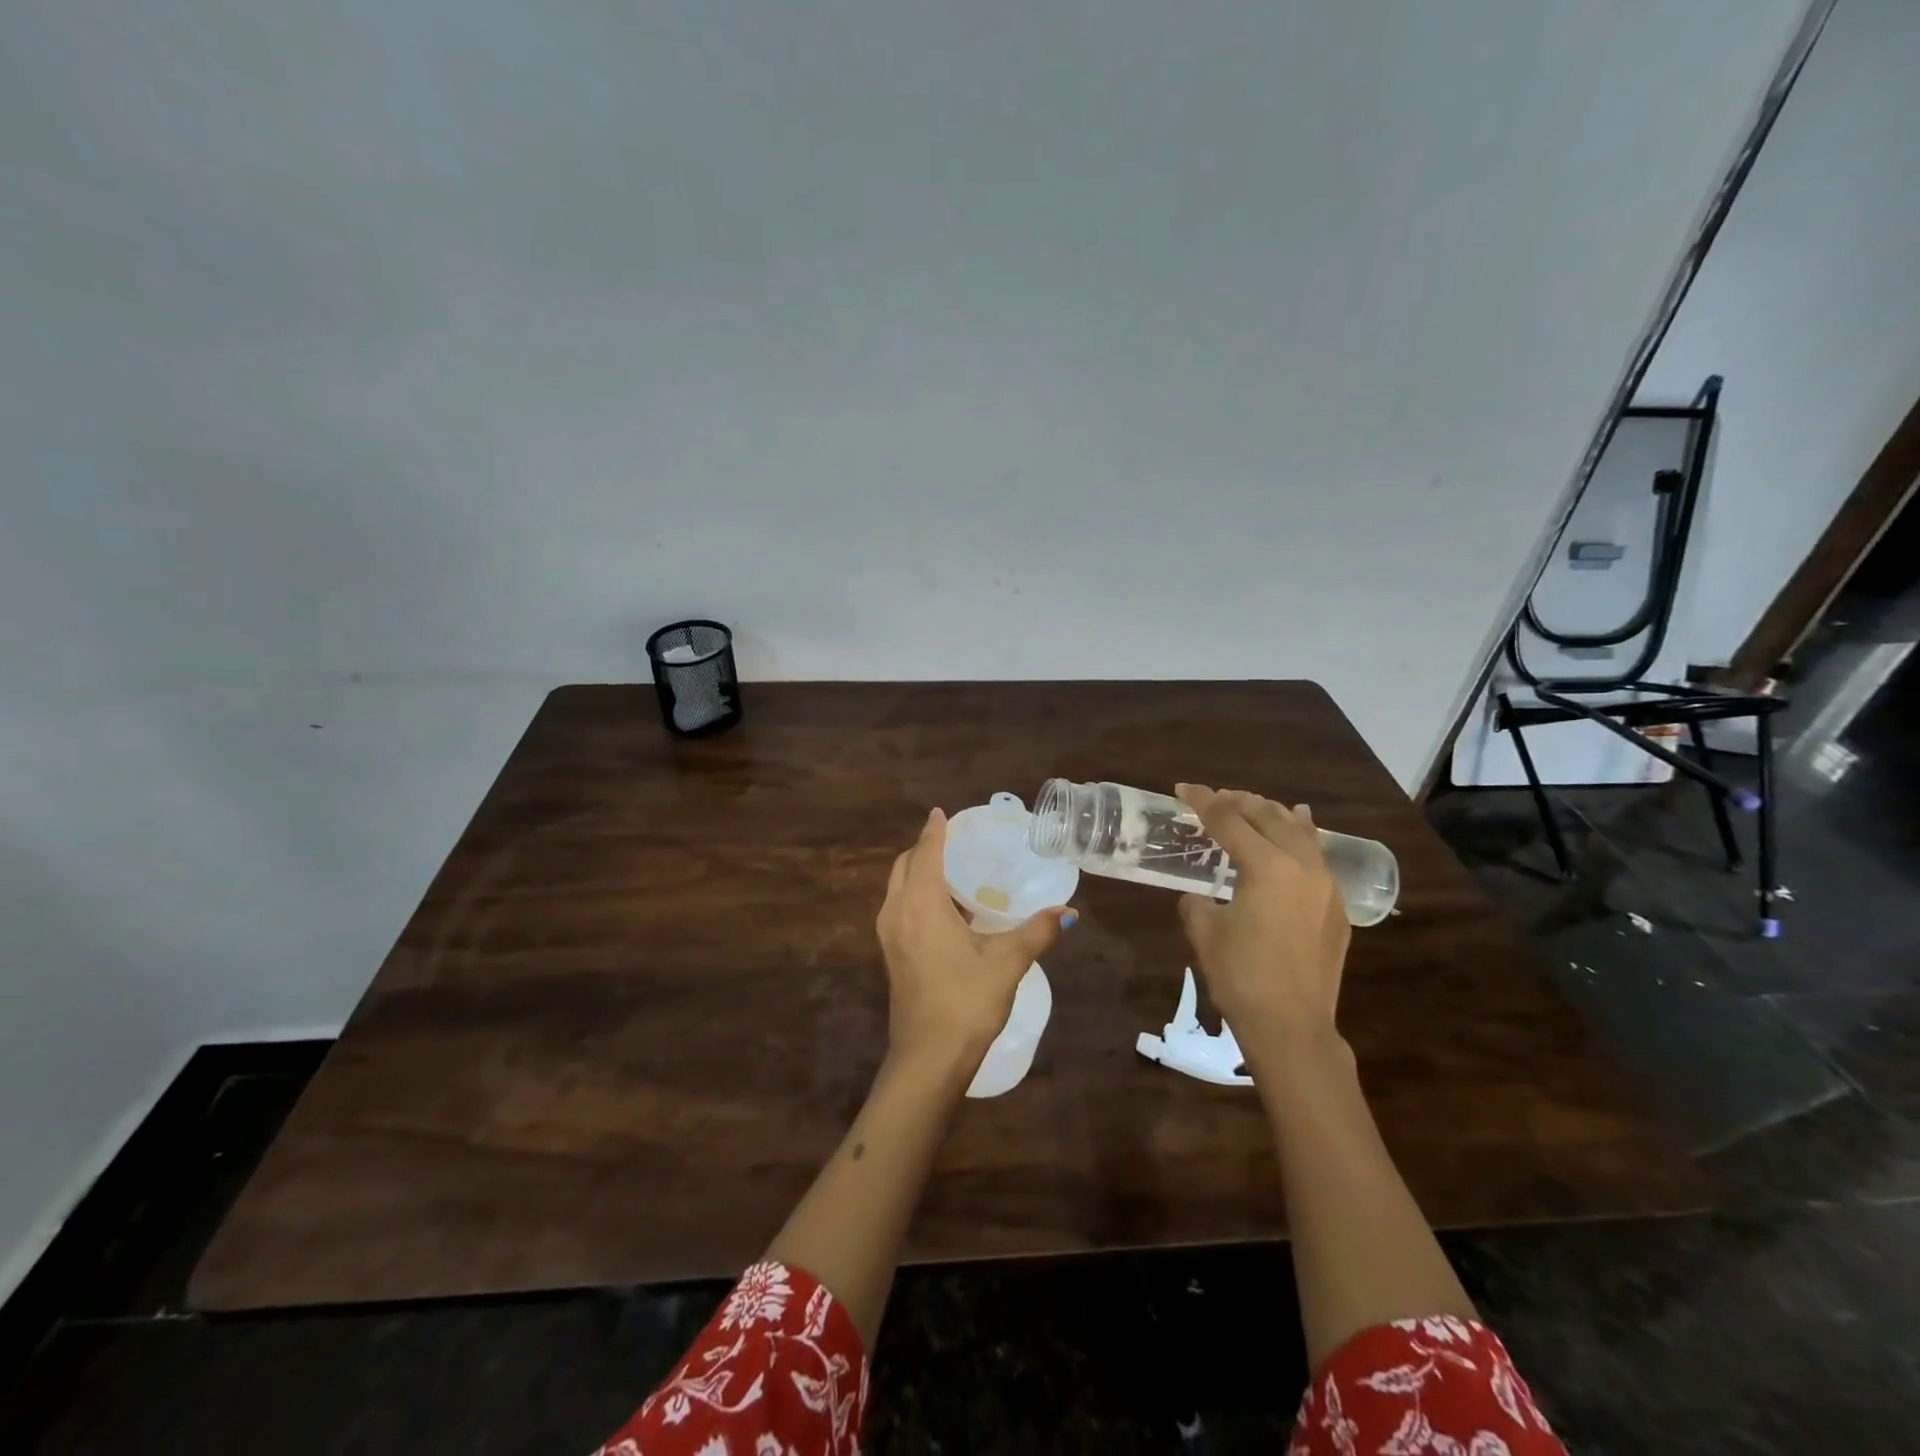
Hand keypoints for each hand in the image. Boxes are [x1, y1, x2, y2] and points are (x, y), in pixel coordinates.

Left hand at [875, 808, 1074, 1079]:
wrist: (927, 1059)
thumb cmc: (965, 1001)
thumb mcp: (1007, 962)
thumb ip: (1036, 932)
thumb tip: (1067, 911)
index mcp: (920, 904)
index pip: (925, 853)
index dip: (934, 831)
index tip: (941, 813)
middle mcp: (897, 912)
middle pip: (904, 866)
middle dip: (923, 849)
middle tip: (953, 842)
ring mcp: (889, 936)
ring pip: (898, 889)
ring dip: (918, 874)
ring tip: (953, 872)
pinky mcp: (891, 956)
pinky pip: (899, 909)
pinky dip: (916, 896)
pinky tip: (946, 912)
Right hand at [1173, 785, 1350, 1049]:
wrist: (1291, 1026)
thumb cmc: (1240, 976)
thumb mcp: (1205, 932)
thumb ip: (1197, 903)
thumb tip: (1199, 898)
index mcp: (1266, 866)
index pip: (1228, 821)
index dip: (1203, 801)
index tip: (1183, 788)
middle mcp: (1301, 866)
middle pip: (1269, 817)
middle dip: (1240, 802)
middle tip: (1217, 797)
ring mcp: (1325, 886)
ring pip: (1301, 833)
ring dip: (1275, 815)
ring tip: (1259, 804)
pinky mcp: (1336, 908)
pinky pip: (1319, 858)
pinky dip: (1303, 839)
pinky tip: (1301, 833)